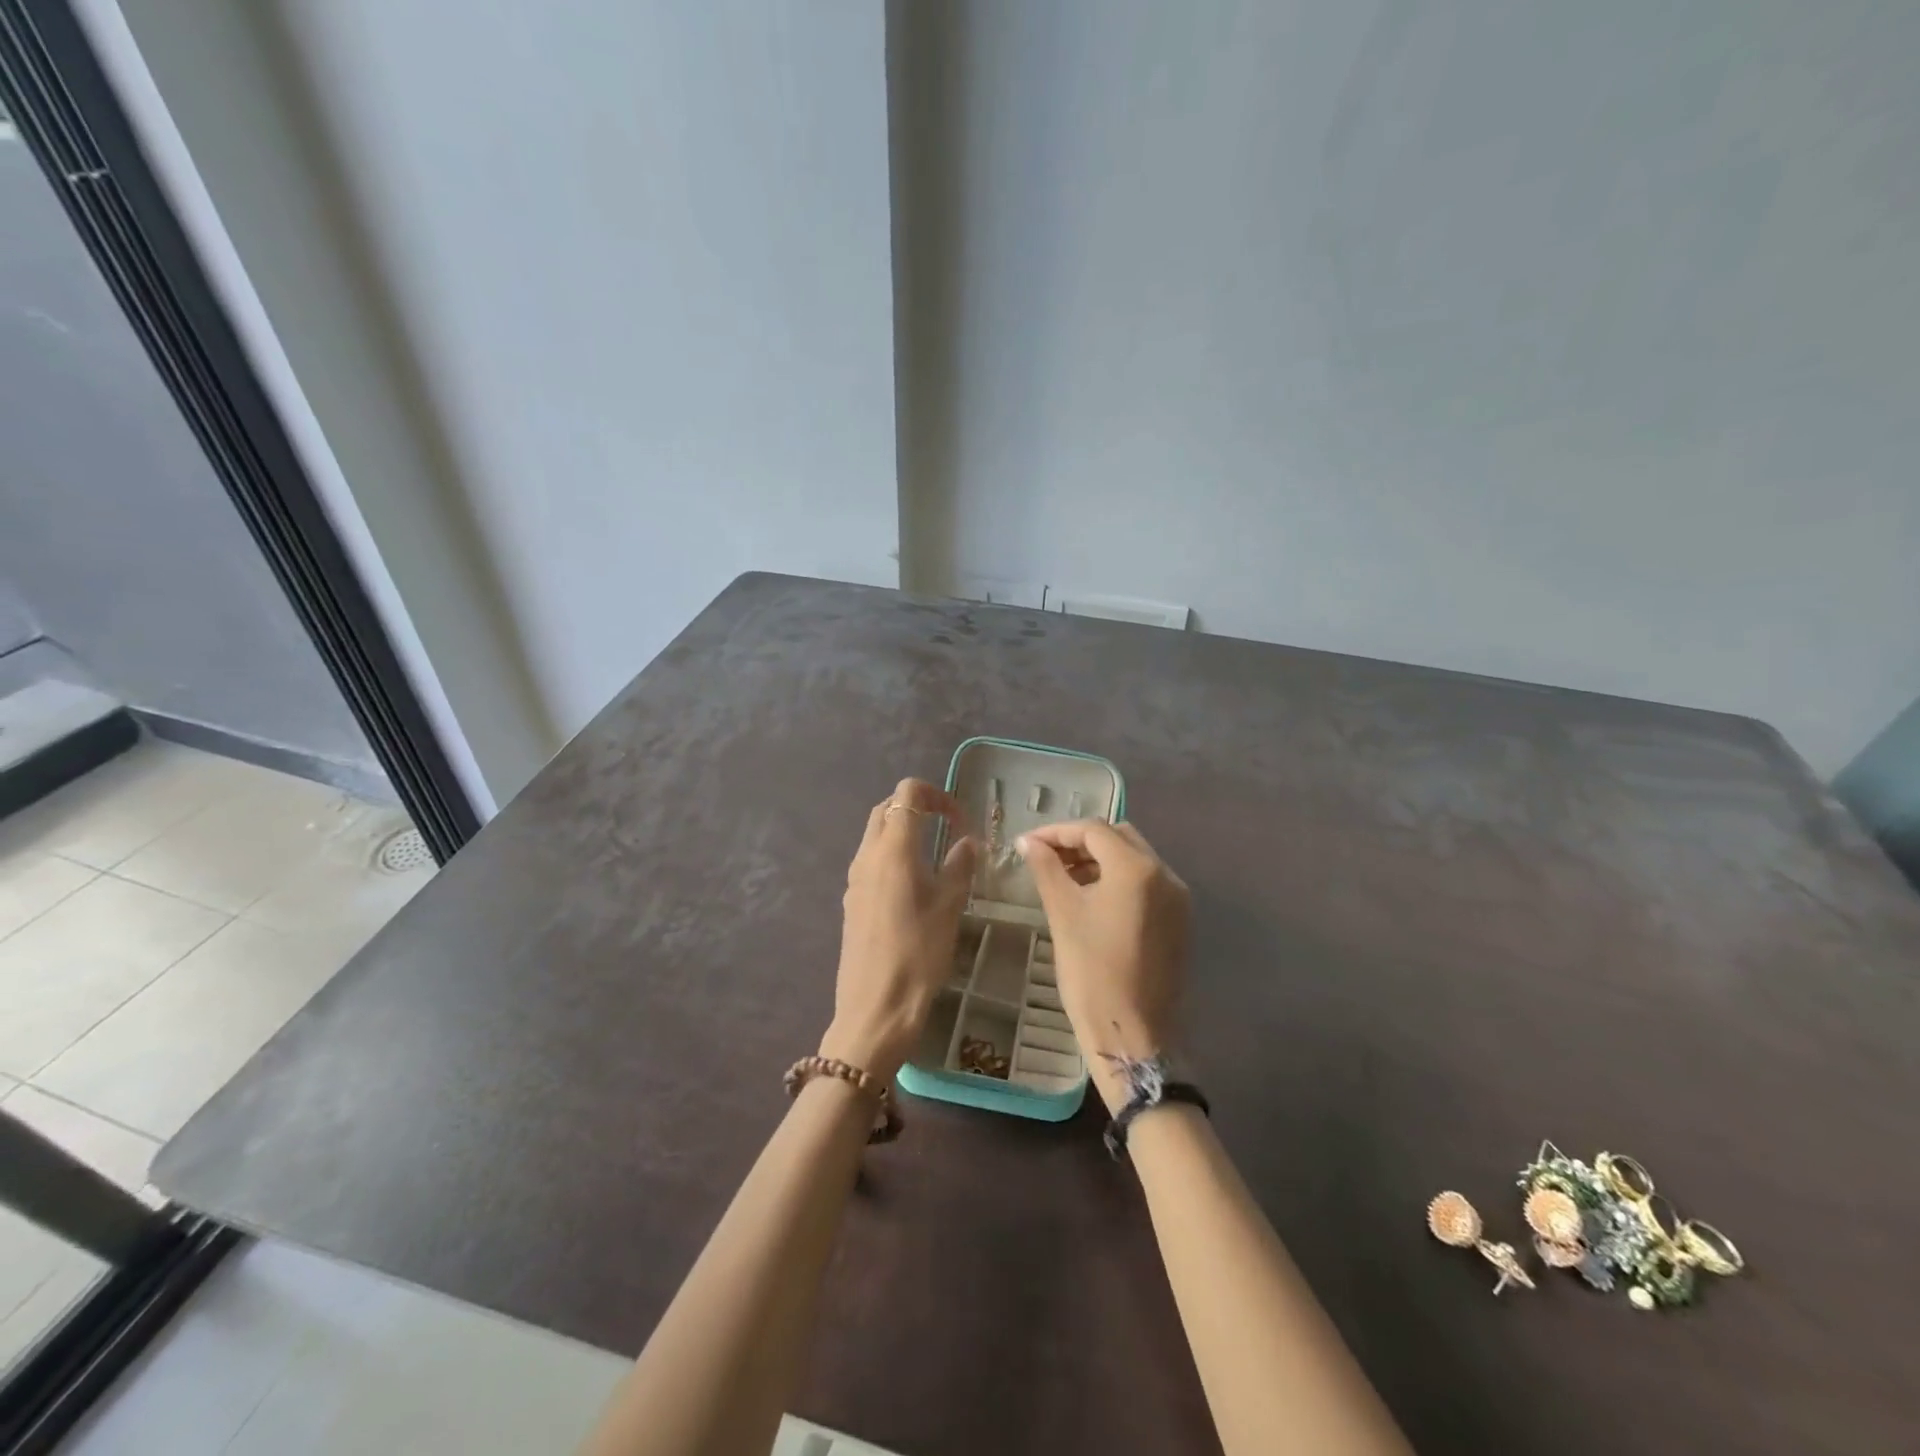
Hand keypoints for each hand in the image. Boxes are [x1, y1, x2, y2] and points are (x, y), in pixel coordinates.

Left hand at [820, 778, 978, 1081]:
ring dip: (904, 832)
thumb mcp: (949, 907)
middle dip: (917, 808)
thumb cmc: (918, 955)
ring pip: (875, 834)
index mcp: (894, 849)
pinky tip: (914, 886)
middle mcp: (867, 855)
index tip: (959, 820)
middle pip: (887, 808)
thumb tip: (967, 842)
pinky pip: (871, 861)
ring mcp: (854, 878)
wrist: (875, 1009)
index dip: (936, 795)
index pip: (907, 793)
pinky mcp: (851, 900)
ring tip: (934, 857)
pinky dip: (892, 855)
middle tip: (948, 829)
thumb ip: (959, 866)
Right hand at [1019, 820, 1189, 1112]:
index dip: (1056, 832)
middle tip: (1046, 857)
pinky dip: (1118, 879)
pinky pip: (1147, 883)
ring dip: (1100, 859)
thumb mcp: (1063, 914)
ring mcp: (1177, 898)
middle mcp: (1165, 874)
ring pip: (1135, 858)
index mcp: (1137, 868)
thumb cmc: (1091, 972)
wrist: (1131, 1035)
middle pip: (1119, 837)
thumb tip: (1027, 842)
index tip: (1027, 844)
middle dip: (1081, 841)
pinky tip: (1091, 897)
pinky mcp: (1179, 920)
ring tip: (1063, 876)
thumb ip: (1046, 868)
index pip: (1094, 830)